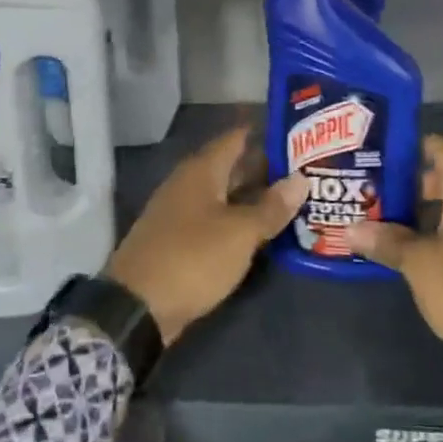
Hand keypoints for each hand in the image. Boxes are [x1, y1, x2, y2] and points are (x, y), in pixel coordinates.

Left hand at [106, 126, 305, 344]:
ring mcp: (180, 214)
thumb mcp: (240, 233)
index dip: (264, 134)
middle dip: (265, 168)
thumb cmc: (192, 258)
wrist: (137, 307)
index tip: (297, 134)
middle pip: (231, 167)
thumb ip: (271, 207)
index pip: (236, 138)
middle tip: (305, 169)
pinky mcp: (178, 241)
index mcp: (201, 171)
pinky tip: (262, 231)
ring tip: (292, 199)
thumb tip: (301, 179)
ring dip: (254, 197)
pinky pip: (215, 221)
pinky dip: (239, 221)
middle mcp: (188, 185)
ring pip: (225, 196)